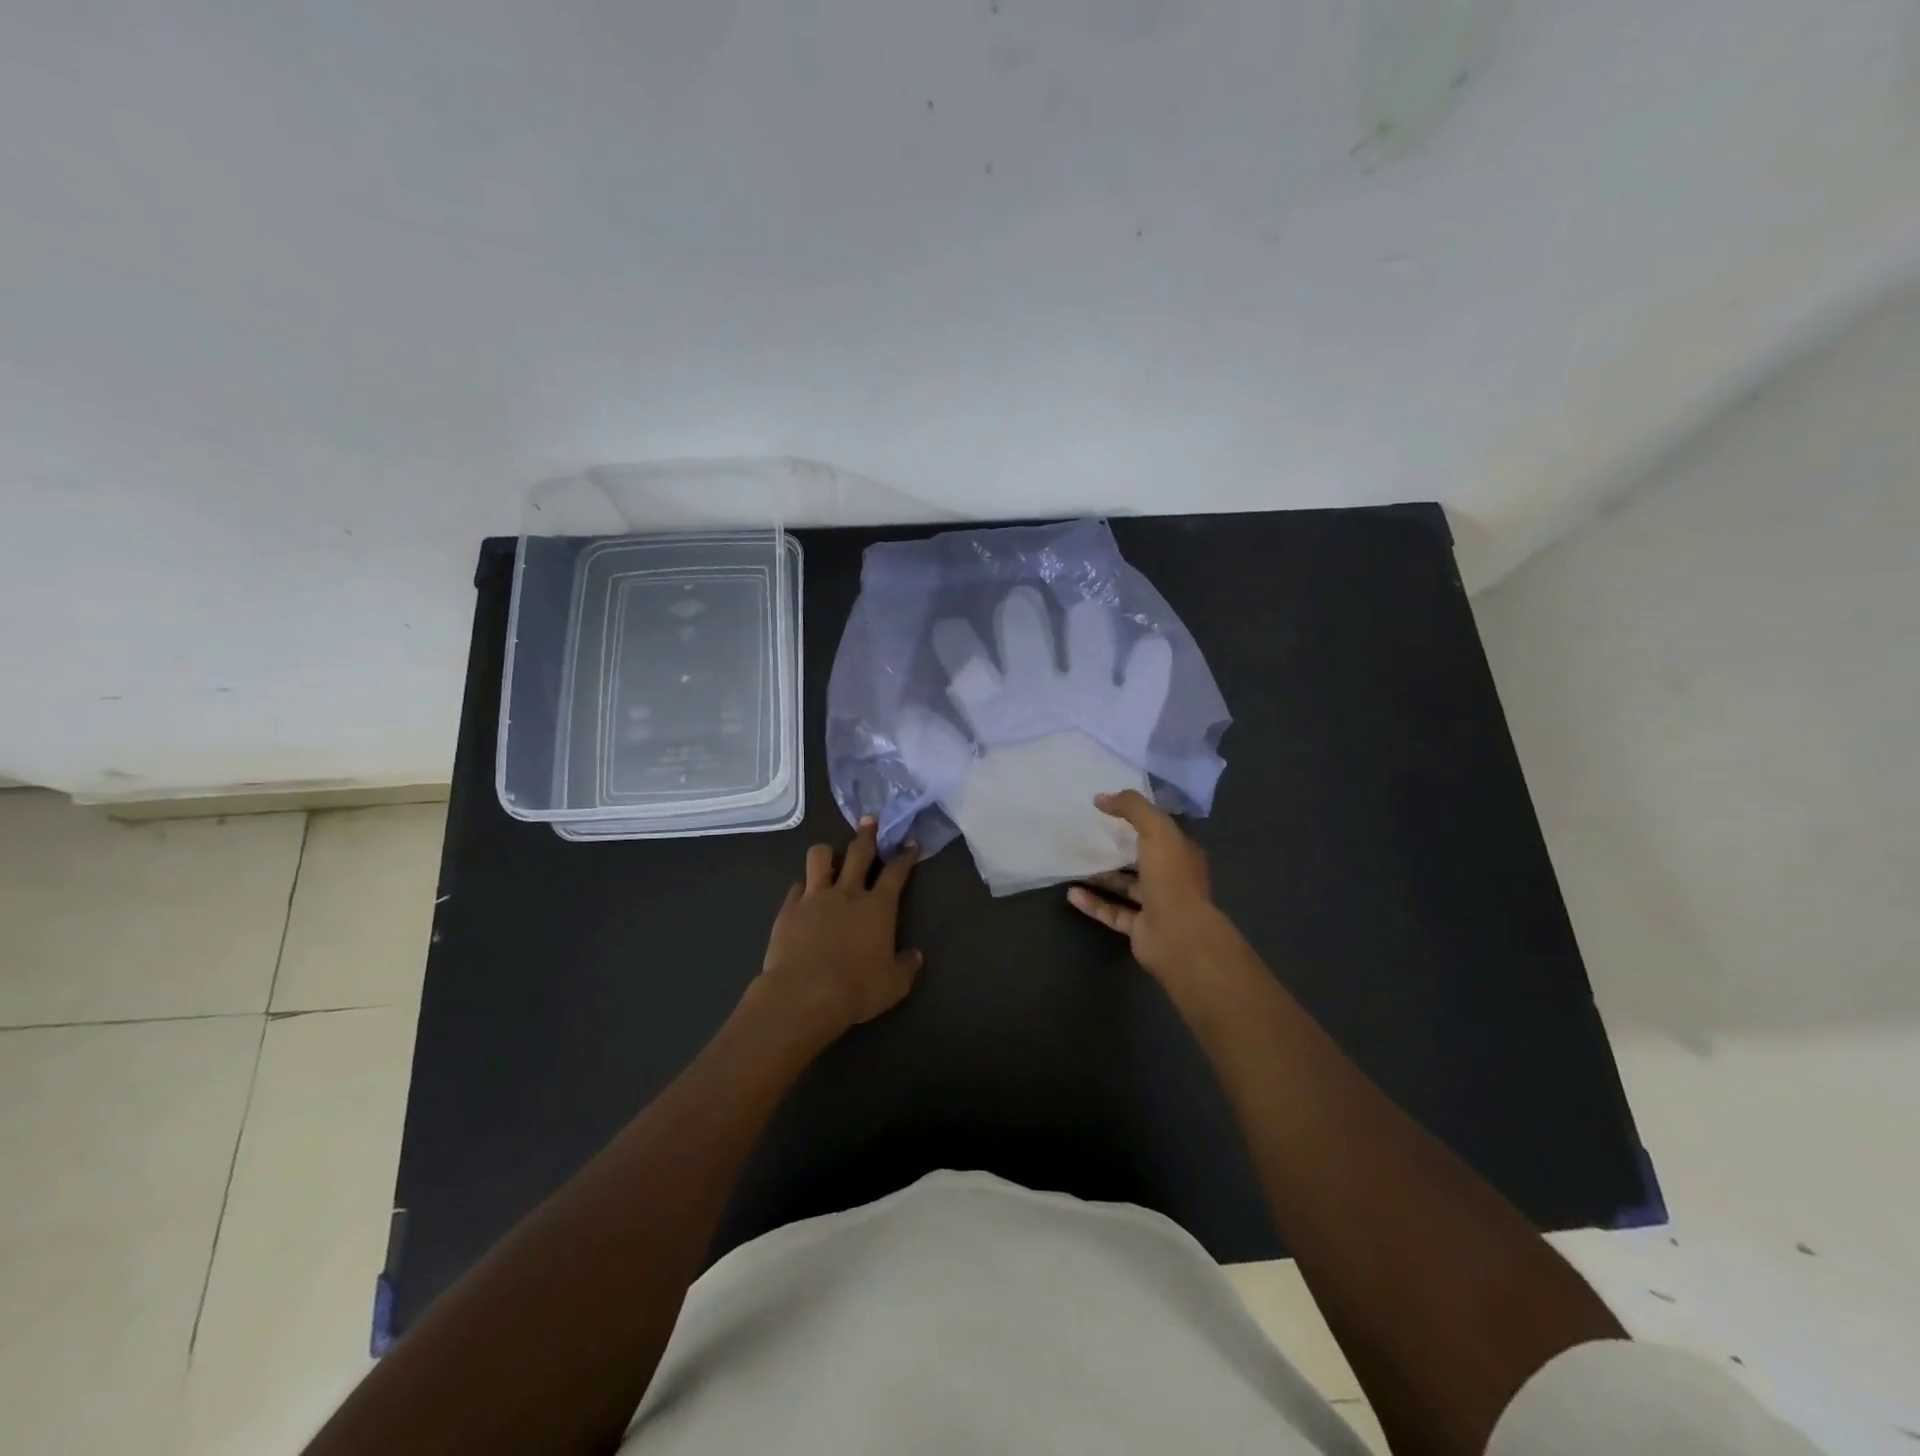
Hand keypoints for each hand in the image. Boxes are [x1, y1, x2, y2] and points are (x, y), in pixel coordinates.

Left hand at [749, 816, 921, 1043]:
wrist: (804, 995)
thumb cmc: (856, 989)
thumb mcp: (894, 985)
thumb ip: (906, 966)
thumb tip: (916, 956)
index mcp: (878, 907)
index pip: (896, 872)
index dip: (905, 856)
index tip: (909, 844)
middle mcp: (848, 893)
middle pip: (859, 852)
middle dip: (867, 833)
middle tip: (869, 819)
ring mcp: (815, 897)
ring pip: (820, 857)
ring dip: (827, 852)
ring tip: (830, 855)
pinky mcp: (789, 909)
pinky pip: (796, 887)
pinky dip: (803, 887)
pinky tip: (804, 894)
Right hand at [1067, 790, 1232, 985]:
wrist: (1178, 935)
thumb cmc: (1171, 877)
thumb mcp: (1156, 829)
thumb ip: (1131, 808)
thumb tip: (1101, 797)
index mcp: (1182, 854)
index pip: (1161, 832)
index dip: (1139, 820)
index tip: (1110, 810)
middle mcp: (1172, 879)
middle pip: (1142, 860)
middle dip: (1119, 850)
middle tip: (1089, 837)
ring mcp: (1156, 906)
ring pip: (1126, 887)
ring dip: (1102, 878)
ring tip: (1075, 864)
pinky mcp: (1139, 929)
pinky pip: (1112, 912)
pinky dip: (1093, 904)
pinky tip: (1071, 894)